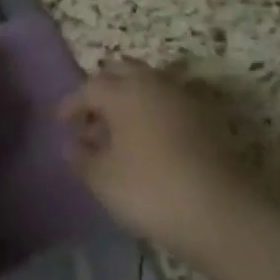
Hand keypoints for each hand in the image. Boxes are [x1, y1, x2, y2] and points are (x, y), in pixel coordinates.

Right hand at [58, 58, 250, 260]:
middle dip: (101, 88)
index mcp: (123, 92)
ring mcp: (181, 94)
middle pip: (120, 71)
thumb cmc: (150, 190)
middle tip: (91, 116)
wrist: (218, 208)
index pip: (89, 87)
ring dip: (128, 95)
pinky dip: (152, 107)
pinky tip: (149, 135)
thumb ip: (82, 158)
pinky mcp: (203, 113)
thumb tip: (71, 144)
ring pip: (147, 81)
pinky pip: (167, 98)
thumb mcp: (104, 180)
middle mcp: (151, 82)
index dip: (71, 103)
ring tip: (119, 127)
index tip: (60, 121)